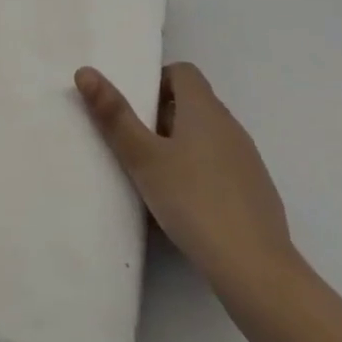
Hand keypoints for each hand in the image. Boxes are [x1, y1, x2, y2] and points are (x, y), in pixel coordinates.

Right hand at [75, 61, 303, 320]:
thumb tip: (85, 71)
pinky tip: (184, 208)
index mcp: (205, 109)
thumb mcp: (144, 159)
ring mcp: (248, 161)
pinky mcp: (256, 193)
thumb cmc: (194, 202)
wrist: (256, 271)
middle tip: (134, 144)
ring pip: (206, 138)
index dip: (156, 82)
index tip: (134, 109)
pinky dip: (200, 175)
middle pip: (193, 104)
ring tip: (154, 178)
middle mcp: (230, 126)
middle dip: (161, 118)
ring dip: (180, 148)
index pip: (183, 72)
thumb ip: (114, 115)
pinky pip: (221, 168)